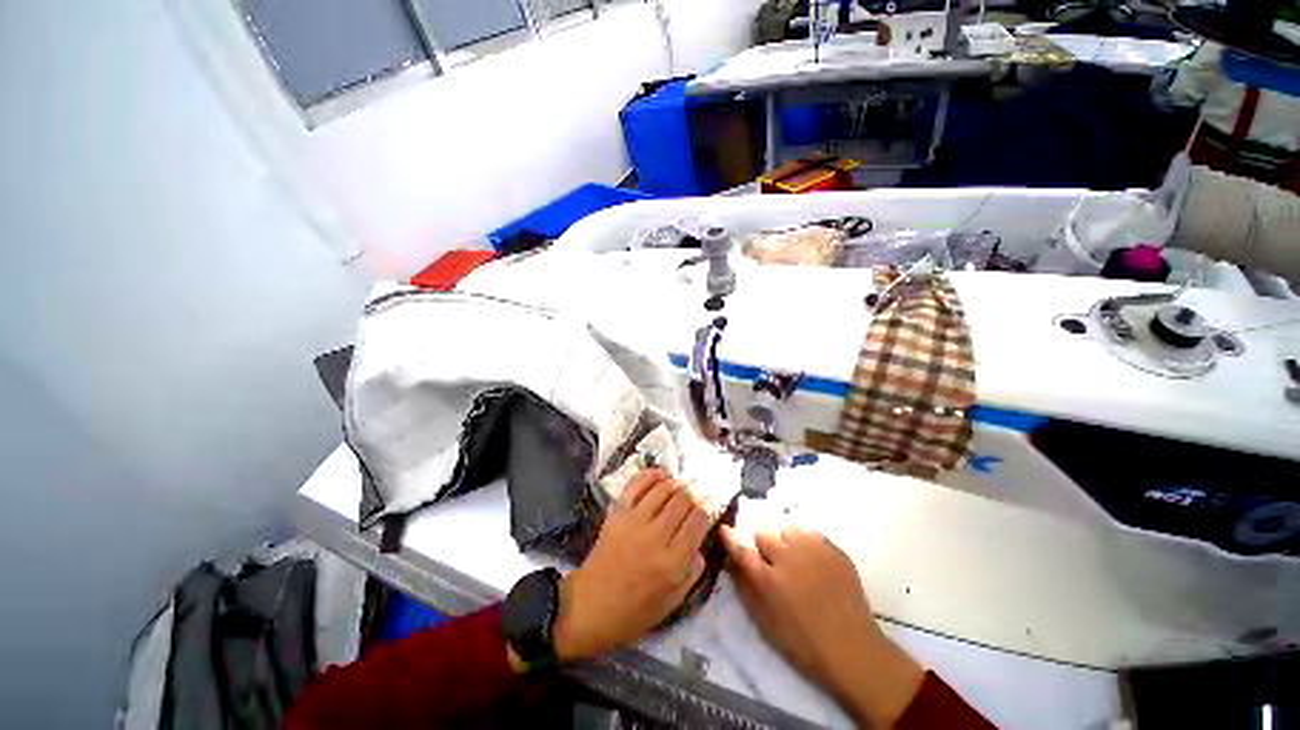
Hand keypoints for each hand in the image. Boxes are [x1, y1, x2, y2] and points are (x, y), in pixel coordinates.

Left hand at [551, 469, 709, 661]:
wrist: (591, 606)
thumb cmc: (633, 612)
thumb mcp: (672, 603)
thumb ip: (692, 573)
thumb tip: (700, 547)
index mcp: (672, 562)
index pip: (697, 522)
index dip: (705, 511)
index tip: (705, 510)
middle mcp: (655, 536)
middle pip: (682, 500)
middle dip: (692, 496)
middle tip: (693, 498)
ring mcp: (634, 521)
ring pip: (662, 489)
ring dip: (675, 483)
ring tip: (679, 486)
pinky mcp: (618, 513)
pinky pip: (636, 485)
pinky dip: (650, 474)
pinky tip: (660, 474)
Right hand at [721, 525, 924, 727]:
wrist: (852, 649)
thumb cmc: (802, 642)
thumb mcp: (764, 621)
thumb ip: (744, 587)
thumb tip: (731, 560)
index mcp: (768, 579)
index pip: (741, 549)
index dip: (730, 537)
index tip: (725, 528)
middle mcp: (787, 558)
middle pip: (763, 533)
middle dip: (762, 542)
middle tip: (769, 558)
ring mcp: (813, 551)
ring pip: (787, 528)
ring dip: (783, 539)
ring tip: (792, 556)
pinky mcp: (833, 550)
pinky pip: (810, 533)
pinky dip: (806, 542)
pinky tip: (811, 559)